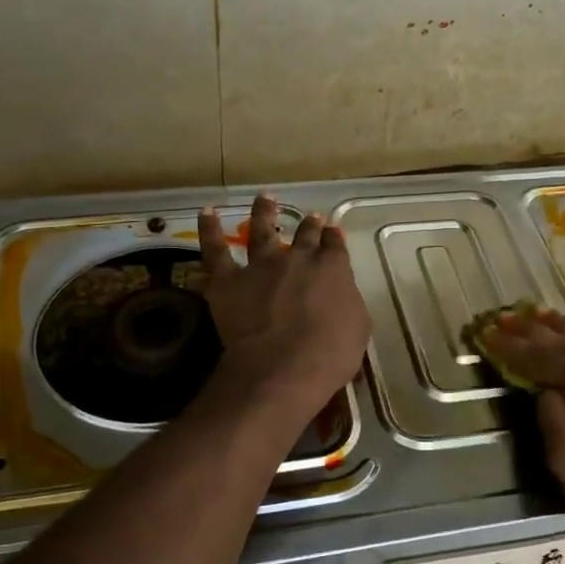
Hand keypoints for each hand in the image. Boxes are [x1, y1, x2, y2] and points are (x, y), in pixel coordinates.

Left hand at [198, 193, 369, 414]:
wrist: (284, 366)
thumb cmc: (330, 354)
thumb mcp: (357, 327)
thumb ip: (348, 303)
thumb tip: (340, 295)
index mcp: (332, 270)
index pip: (334, 246)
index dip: (333, 237)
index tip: (332, 232)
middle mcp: (298, 258)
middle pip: (305, 235)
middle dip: (309, 225)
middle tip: (311, 216)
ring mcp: (261, 265)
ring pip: (262, 229)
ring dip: (264, 211)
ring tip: (265, 197)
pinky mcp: (228, 280)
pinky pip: (215, 249)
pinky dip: (209, 229)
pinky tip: (207, 212)